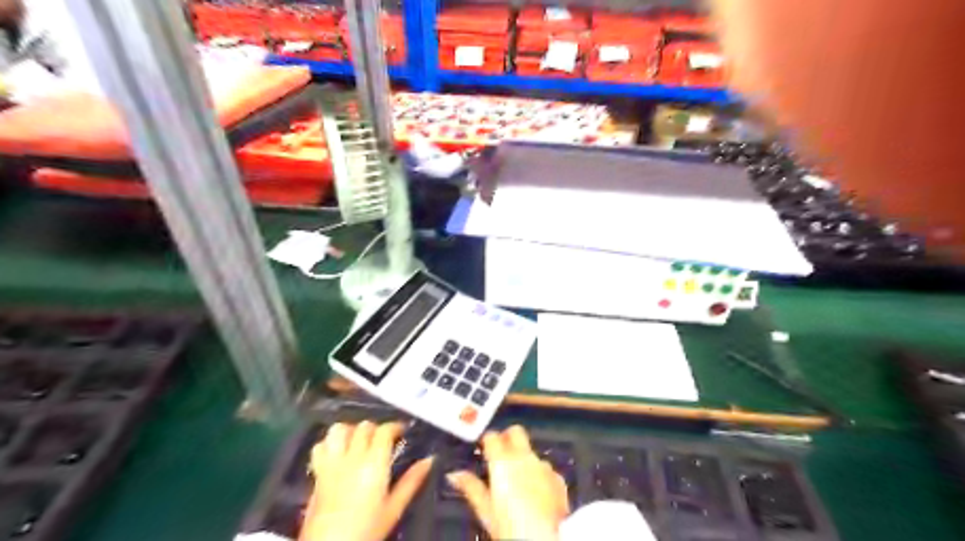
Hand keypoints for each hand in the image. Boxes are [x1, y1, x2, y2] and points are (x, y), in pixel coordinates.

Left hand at [300, 422, 433, 540]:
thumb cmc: (367, 530)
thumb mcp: (394, 509)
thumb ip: (412, 481)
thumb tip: (429, 460)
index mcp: (374, 463)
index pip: (384, 430)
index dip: (395, 426)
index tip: (403, 432)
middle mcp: (352, 457)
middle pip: (363, 426)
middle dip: (376, 428)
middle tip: (384, 440)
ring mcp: (331, 463)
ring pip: (339, 430)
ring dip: (351, 430)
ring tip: (359, 440)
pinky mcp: (316, 473)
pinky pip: (320, 446)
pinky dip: (329, 443)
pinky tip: (337, 452)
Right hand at [446, 426, 567, 539]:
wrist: (547, 539)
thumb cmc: (511, 528)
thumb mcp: (486, 511)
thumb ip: (471, 487)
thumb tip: (454, 474)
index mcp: (502, 461)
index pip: (492, 436)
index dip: (487, 440)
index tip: (483, 449)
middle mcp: (524, 457)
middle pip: (516, 432)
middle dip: (508, 438)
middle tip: (500, 454)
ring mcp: (544, 466)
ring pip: (531, 451)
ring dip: (524, 458)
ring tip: (518, 479)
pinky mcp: (558, 478)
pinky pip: (545, 468)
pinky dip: (539, 474)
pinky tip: (536, 491)